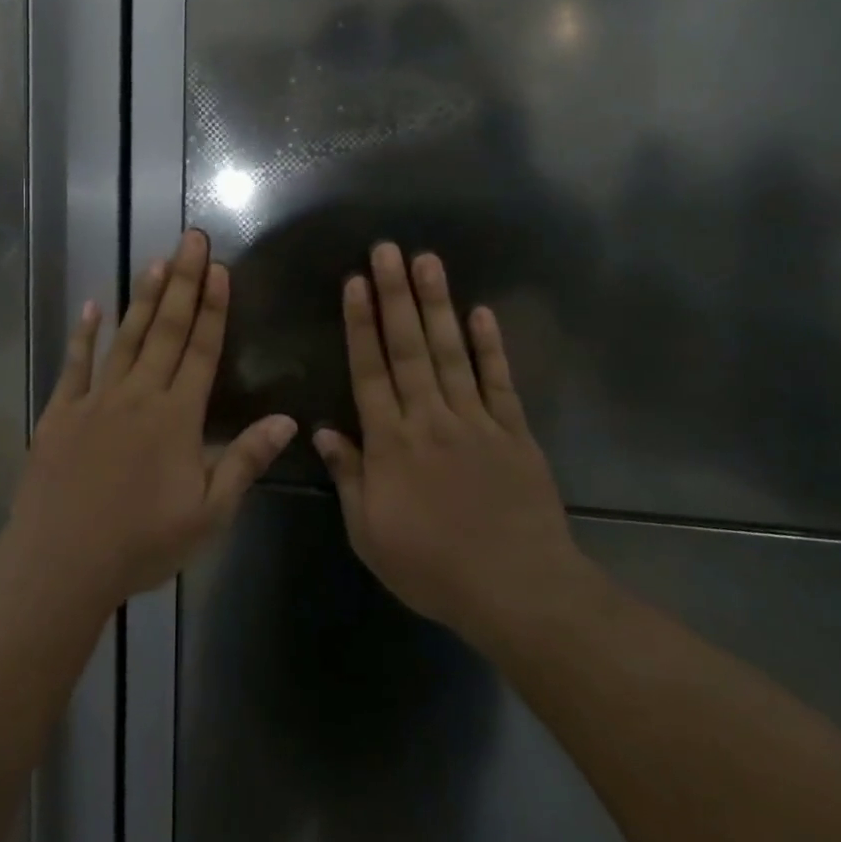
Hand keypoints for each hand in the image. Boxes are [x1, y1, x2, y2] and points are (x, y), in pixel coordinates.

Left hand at [10, 230, 297, 606]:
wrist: (61, 562)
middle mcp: (139, 395)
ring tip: (157, 260)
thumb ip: (245, 461)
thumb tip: (286, 419)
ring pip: (126, 337)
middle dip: (184, 282)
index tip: (220, 268)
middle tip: (192, 239)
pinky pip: (75, 364)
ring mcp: (96, 399)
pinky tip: (93, 307)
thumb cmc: (141, 543)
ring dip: (144, 298)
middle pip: (167, 330)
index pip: (202, 350)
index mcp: (177, 417)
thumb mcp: (208, 514)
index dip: (214, 308)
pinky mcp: (61, 412)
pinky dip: (84, 334)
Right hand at [313, 243, 588, 648]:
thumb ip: (348, 477)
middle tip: (387, 250)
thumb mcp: (370, 534)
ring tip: (428, 261)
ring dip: (438, 304)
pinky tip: (481, 312)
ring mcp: (475, 421)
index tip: (355, 283)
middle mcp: (429, 418)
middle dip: (395, 295)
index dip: (360, 325)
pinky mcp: (514, 432)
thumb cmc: (433, 568)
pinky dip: (490, 346)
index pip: (369, 371)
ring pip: (450, 352)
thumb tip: (322, 431)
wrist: (518, 591)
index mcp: (390, 443)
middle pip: (408, 347)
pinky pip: (499, 381)